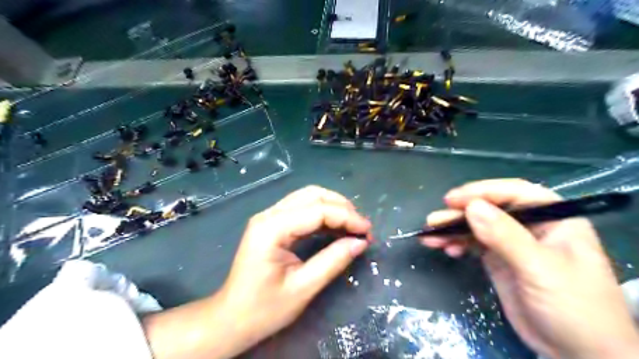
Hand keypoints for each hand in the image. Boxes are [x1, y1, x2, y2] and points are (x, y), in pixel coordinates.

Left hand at [220, 187, 372, 354]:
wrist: (232, 319)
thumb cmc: (264, 309)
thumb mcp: (303, 288)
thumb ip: (333, 261)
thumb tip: (361, 242)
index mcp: (271, 228)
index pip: (317, 210)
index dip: (346, 217)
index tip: (367, 231)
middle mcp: (268, 214)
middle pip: (312, 195)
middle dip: (341, 207)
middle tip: (361, 227)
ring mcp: (268, 217)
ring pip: (307, 197)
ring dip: (333, 207)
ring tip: (353, 226)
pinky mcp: (272, 224)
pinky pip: (301, 209)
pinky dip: (322, 214)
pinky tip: (336, 227)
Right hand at [421, 181, 638, 358]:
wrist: (578, 354)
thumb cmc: (573, 307)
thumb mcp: (540, 269)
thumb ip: (505, 236)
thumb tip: (471, 207)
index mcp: (553, 219)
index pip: (514, 194)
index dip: (482, 192)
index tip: (452, 200)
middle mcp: (531, 227)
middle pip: (490, 210)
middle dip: (459, 214)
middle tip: (433, 221)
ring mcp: (513, 244)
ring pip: (478, 227)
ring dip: (453, 230)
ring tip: (430, 237)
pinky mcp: (499, 261)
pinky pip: (474, 244)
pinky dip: (458, 244)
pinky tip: (447, 250)